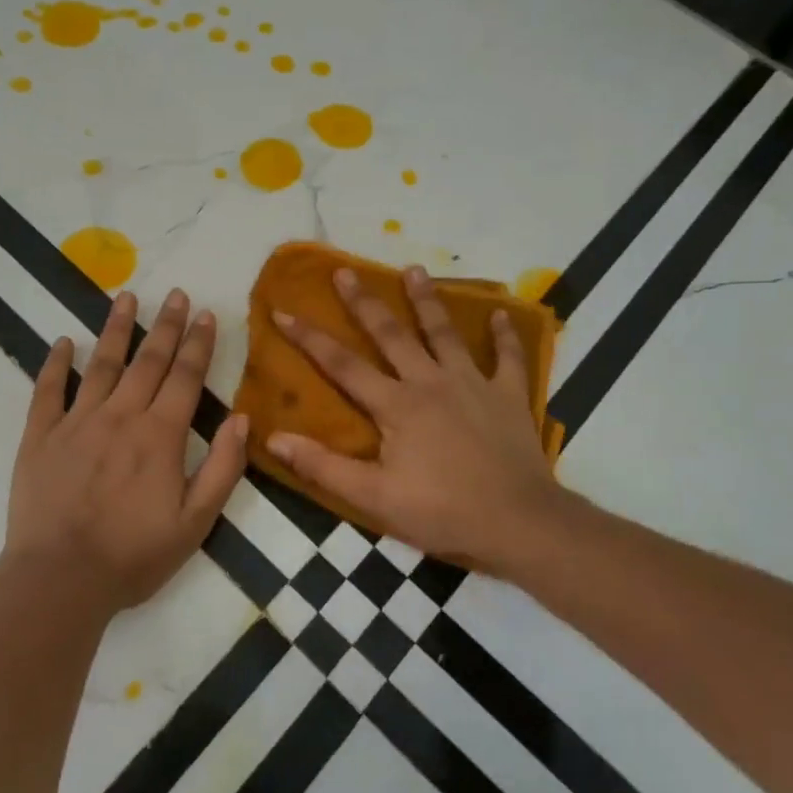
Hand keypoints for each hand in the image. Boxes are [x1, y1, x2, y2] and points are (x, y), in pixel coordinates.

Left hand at [3, 288, 247, 613]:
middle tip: (176, 294)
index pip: (186, 377)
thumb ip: (223, 468)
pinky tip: (62, 342)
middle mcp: (120, 416)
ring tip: (126, 298)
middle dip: (166, 325)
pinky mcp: (40, 437)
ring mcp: (77, 422)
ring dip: (115, 329)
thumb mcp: (196, 522)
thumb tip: (242, 418)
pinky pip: (48, 391)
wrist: (60, 579)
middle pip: (148, 361)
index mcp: (160, 435)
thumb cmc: (134, 555)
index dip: (198, 344)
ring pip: (101, 364)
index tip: (206, 314)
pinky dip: (55, 364)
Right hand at [268, 266, 566, 569]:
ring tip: (414, 269)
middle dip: (364, 302)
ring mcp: (473, 384)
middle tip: (346, 271)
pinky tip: (503, 314)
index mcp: (396, 405)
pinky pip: (508, 358)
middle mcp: (431, 382)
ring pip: (445, 333)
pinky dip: (505, 336)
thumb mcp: (374, 498)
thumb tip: (273, 437)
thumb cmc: (442, 512)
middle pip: (392, 334)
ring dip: (428, 301)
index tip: (283, 310)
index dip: (309, 338)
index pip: (342, 364)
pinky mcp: (508, 396)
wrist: (519, 523)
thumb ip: (323, 466)